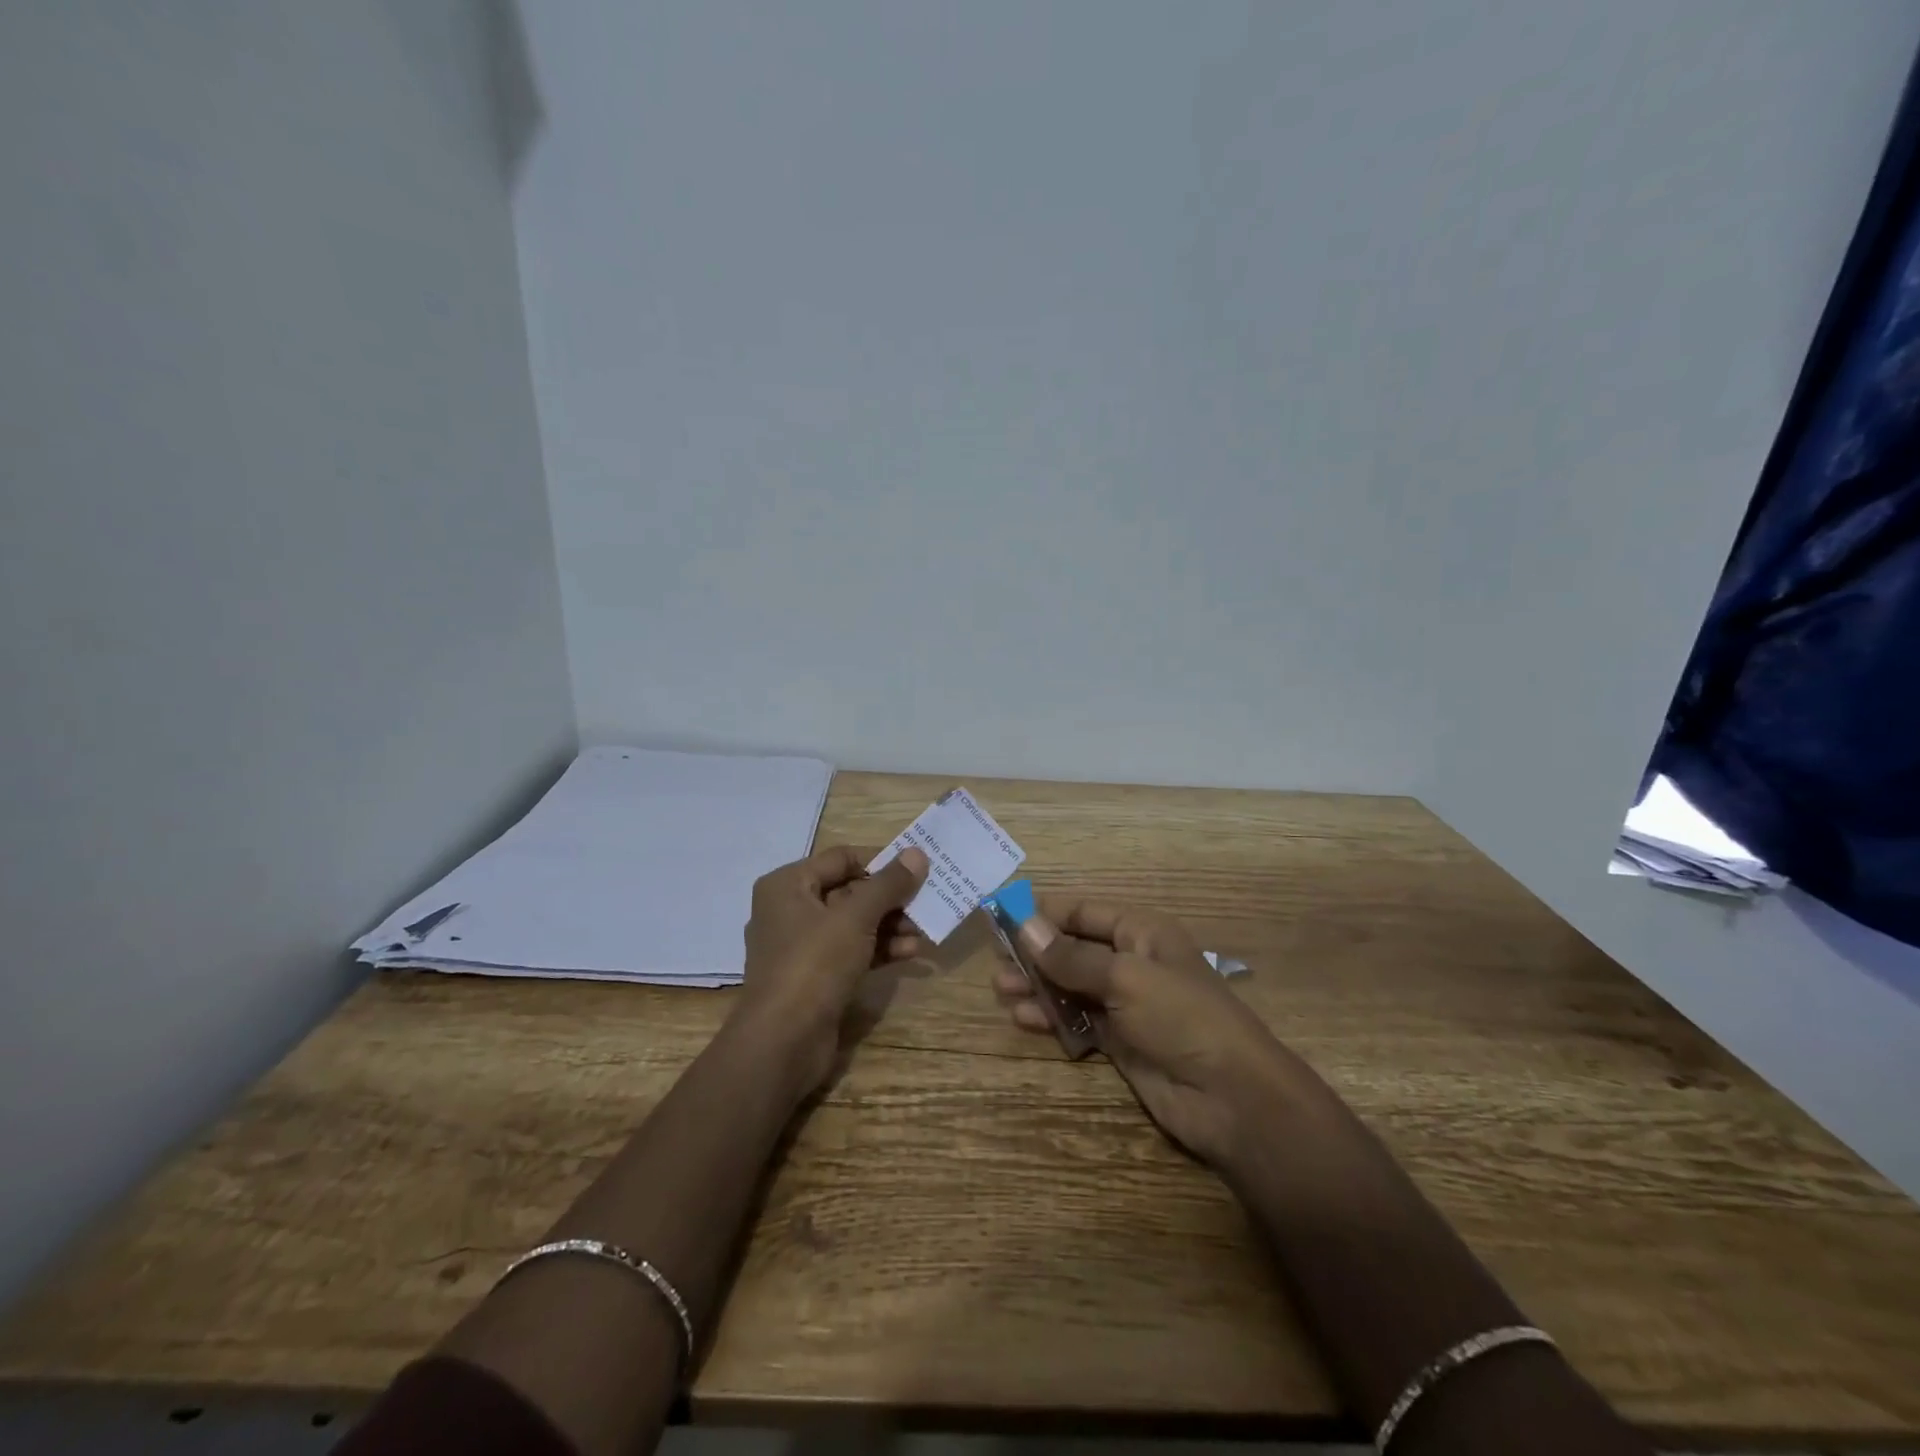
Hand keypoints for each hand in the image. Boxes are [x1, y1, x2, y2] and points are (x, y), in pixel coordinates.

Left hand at [735, 844, 930, 1093]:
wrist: (783, 1043)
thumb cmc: (814, 964)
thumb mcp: (856, 918)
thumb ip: (888, 884)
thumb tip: (917, 853)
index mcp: (787, 885)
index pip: (841, 858)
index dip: (880, 861)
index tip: (916, 870)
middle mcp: (790, 910)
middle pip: (849, 891)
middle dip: (889, 898)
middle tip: (926, 902)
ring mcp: (801, 947)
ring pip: (853, 924)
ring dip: (890, 925)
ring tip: (924, 931)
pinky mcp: (814, 977)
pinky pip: (851, 951)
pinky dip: (879, 949)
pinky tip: (910, 953)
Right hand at [992, 895, 1299, 1167]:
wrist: (1232, 1098)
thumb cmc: (1182, 1018)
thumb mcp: (1125, 977)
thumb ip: (1072, 956)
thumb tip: (1024, 925)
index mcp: (1142, 932)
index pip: (1084, 912)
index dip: (1044, 913)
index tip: (1002, 916)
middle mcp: (1132, 962)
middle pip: (1074, 948)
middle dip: (1036, 953)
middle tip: (996, 961)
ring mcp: (1126, 1003)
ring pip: (1072, 986)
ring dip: (1038, 986)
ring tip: (1002, 991)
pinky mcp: (1121, 1041)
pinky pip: (1078, 1020)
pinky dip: (1053, 1018)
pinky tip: (1025, 1020)